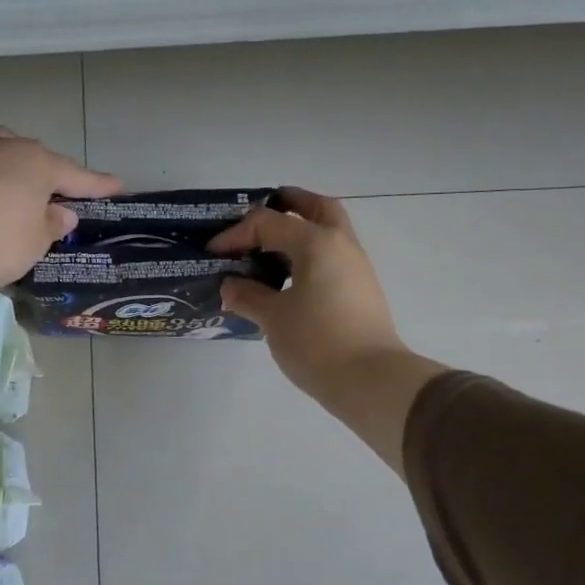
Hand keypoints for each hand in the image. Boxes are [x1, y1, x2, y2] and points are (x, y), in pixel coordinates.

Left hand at [0, 98, 121, 303]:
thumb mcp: (33, 244)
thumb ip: (51, 225)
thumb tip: (61, 212)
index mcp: (38, 166)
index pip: (76, 177)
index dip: (97, 185)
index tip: (117, 187)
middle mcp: (6, 147)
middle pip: (36, 158)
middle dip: (50, 175)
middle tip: (58, 198)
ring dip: (12, 152)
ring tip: (18, 168)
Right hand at [209, 187, 444, 474]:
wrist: (371, 380)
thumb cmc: (318, 342)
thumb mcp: (273, 319)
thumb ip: (248, 296)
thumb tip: (231, 287)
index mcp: (317, 242)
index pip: (269, 223)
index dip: (236, 234)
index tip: (214, 253)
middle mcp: (342, 245)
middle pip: (317, 208)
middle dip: (290, 204)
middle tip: (263, 211)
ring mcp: (357, 268)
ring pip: (330, 233)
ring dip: (302, 232)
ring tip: (270, 250)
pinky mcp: (362, 291)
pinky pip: (332, 258)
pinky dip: (310, 256)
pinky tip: (289, 279)